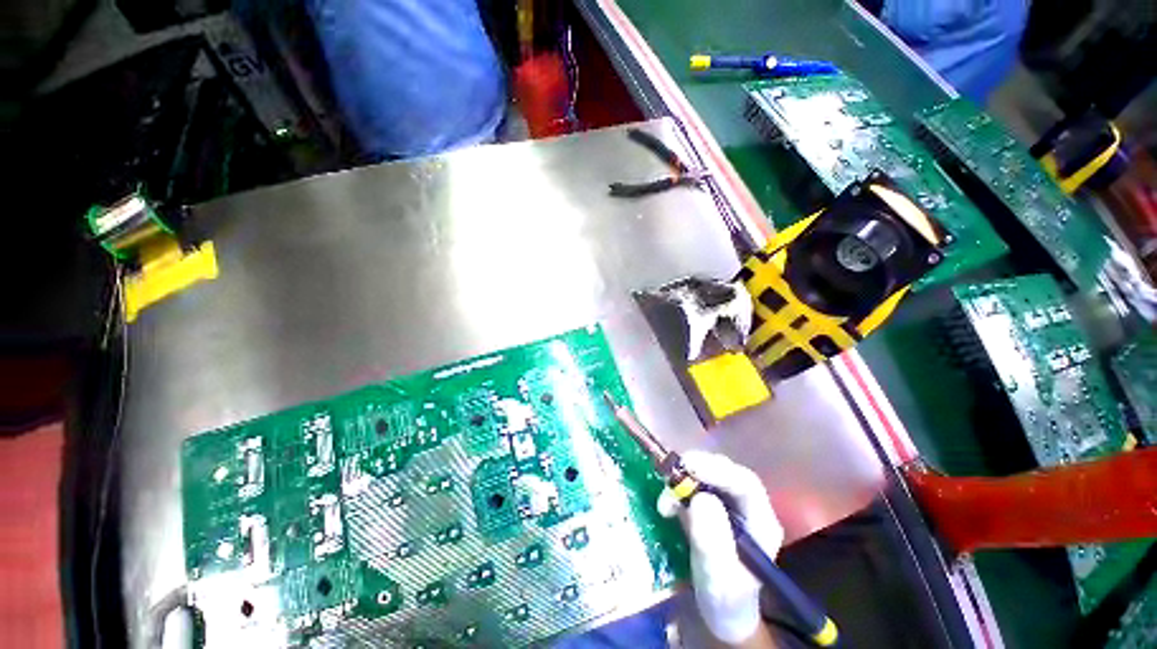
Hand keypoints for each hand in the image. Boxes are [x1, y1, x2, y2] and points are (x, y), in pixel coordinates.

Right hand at [658, 451, 783, 647]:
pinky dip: (676, 492)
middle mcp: (747, 507)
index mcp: (761, 522)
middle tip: (673, 472)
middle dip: (699, 469)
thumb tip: (700, 499)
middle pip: (726, 473)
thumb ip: (712, 539)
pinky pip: (692, 488)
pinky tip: (666, 507)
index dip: (718, 470)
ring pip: (708, 477)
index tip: (690, 466)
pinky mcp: (709, 507)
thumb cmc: (725, 598)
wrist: (720, 611)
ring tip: (666, 498)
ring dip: (683, 481)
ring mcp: (727, 505)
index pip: (746, 484)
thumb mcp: (719, 575)